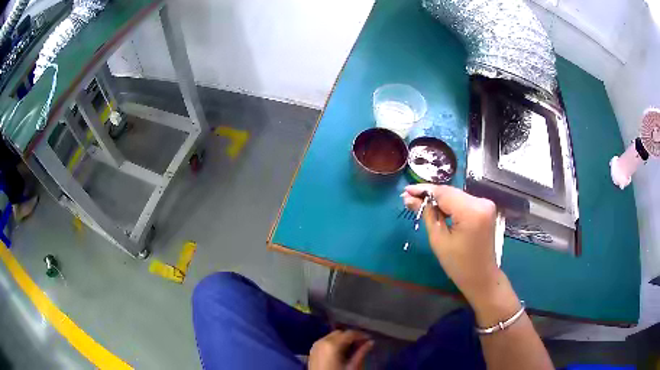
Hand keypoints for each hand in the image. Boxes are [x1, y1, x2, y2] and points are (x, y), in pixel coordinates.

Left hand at [308, 330, 373, 369]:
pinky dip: (334, 343)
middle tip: (361, 344)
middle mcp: (322, 341)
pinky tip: (341, 352)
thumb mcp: (352, 366)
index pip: (350, 333)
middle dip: (351, 337)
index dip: (361, 335)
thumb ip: (361, 353)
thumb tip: (370, 342)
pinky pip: (325, 342)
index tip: (369, 339)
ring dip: (342, 340)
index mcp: (332, 344)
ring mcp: (315, 345)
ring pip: (332, 337)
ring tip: (352, 349)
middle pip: (340, 333)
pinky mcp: (312, 351)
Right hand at [401, 184, 500, 305]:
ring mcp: (486, 204)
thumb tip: (408, 198)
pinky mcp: (485, 208)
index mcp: (471, 211)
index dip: (424, 190)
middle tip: (409, 198)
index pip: (444, 193)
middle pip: (451, 192)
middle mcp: (482, 202)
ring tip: (420, 204)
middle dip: (430, 195)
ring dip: (440, 200)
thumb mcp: (438, 240)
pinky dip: (450, 204)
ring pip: (456, 196)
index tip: (406, 191)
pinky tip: (438, 209)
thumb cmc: (458, 264)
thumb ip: (426, 214)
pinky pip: (464, 201)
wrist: (481, 277)